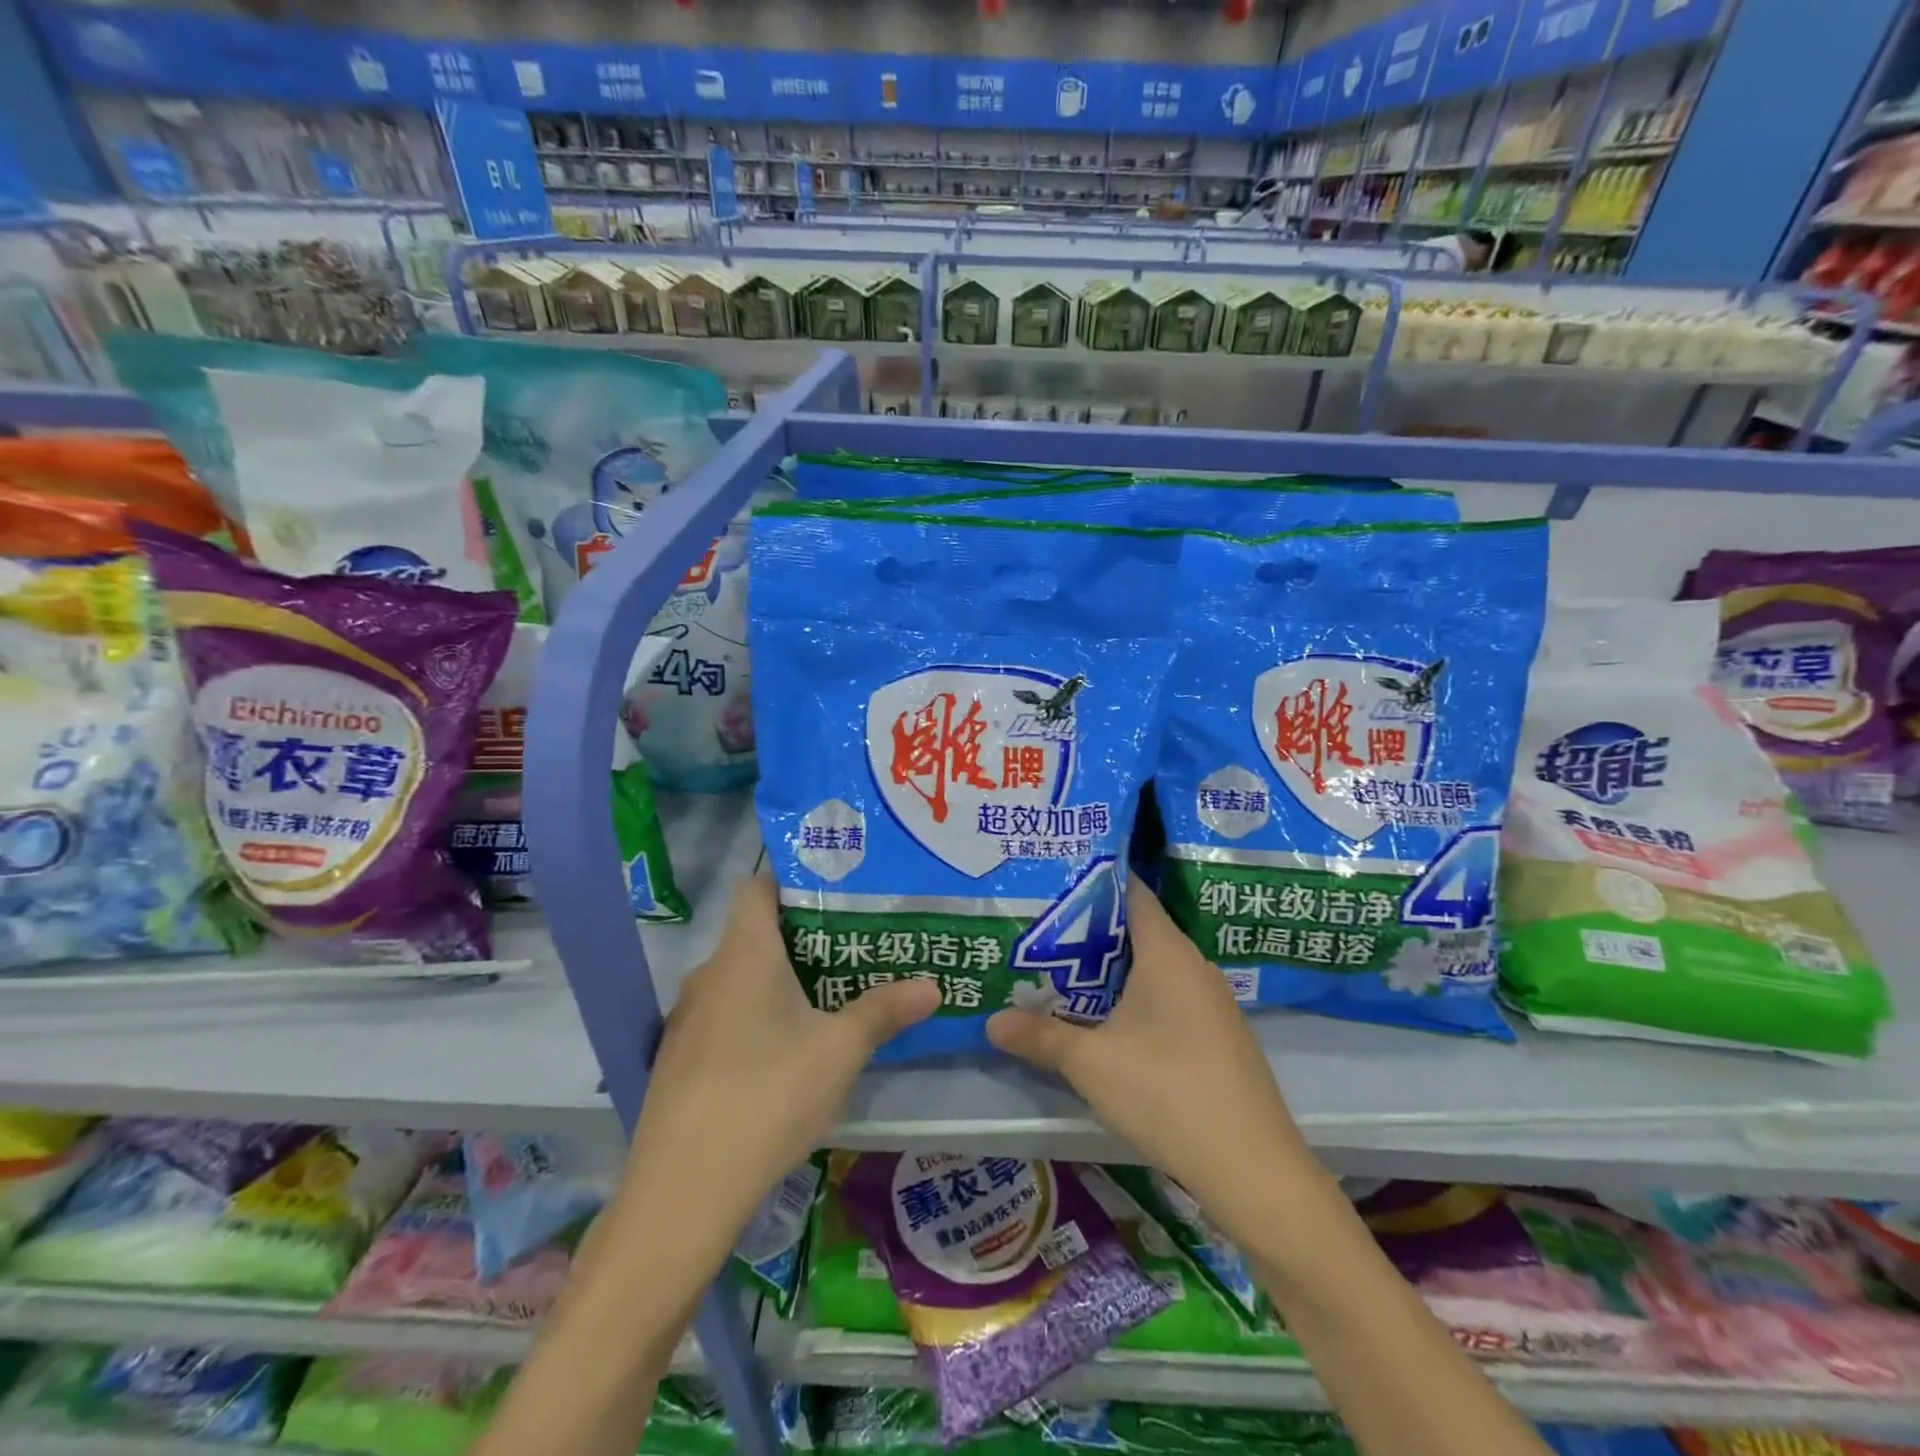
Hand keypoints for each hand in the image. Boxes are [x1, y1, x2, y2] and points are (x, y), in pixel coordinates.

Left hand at [619, 874, 940, 1257]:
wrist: (682, 1193)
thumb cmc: (768, 1096)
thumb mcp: (840, 1051)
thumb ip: (884, 1011)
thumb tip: (933, 985)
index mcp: (744, 954)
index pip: (757, 888)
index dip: (793, 881)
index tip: (837, 891)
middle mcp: (708, 975)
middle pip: (754, 934)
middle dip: (803, 937)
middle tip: (853, 946)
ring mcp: (687, 1020)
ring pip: (740, 980)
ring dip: (780, 981)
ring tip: (829, 995)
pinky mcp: (679, 1061)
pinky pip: (724, 1017)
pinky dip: (756, 1017)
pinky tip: (786, 1053)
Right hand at [987, 881, 1321, 1238]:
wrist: (1253, 1170)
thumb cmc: (1167, 1094)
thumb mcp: (1090, 1064)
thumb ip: (1039, 1036)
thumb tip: (990, 1022)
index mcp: (1168, 952)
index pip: (1129, 892)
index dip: (1090, 882)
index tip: (1050, 882)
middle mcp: (1194, 965)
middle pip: (1137, 929)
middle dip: (1088, 930)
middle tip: (1039, 930)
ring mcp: (1211, 1002)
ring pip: (1152, 967)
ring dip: (1110, 970)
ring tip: (1060, 971)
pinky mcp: (1217, 1035)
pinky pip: (1169, 996)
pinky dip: (1134, 998)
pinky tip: (1105, 1022)